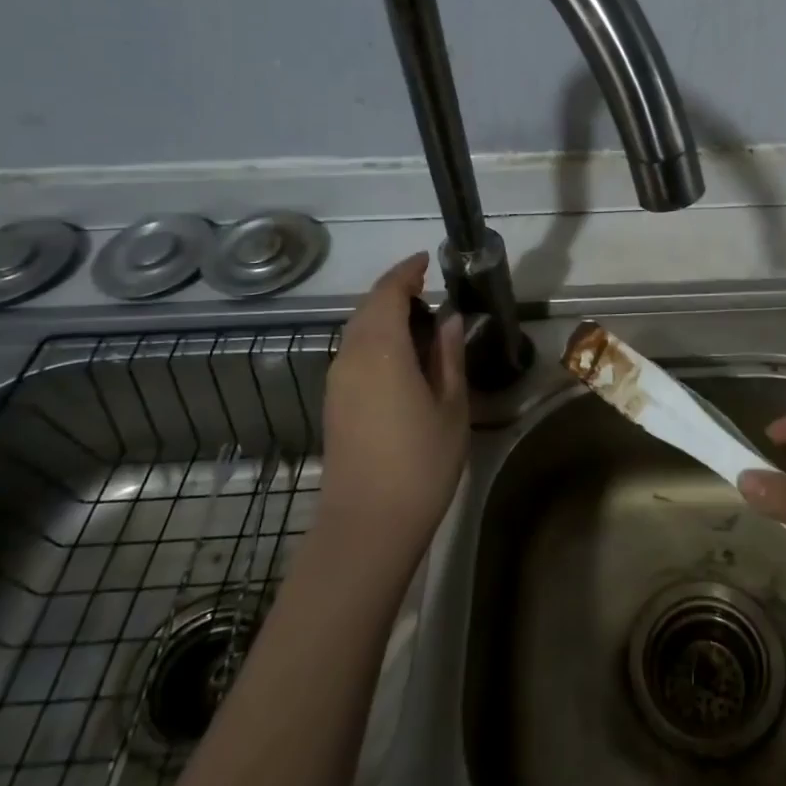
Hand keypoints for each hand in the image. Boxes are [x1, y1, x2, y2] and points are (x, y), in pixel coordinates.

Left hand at [314, 253, 468, 562]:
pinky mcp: (334, 403)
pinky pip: (353, 353)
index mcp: (381, 350)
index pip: (387, 293)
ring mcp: (337, 382)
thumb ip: (448, 356)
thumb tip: (449, 319)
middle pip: (367, 309)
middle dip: (394, 292)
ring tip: (419, 321)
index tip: (426, 261)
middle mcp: (351, 358)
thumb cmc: (420, 462)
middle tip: (428, 290)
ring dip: (383, 315)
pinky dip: (375, 339)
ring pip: (357, 331)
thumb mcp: (451, 406)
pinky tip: (400, 356)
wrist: (367, 524)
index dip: (405, 272)